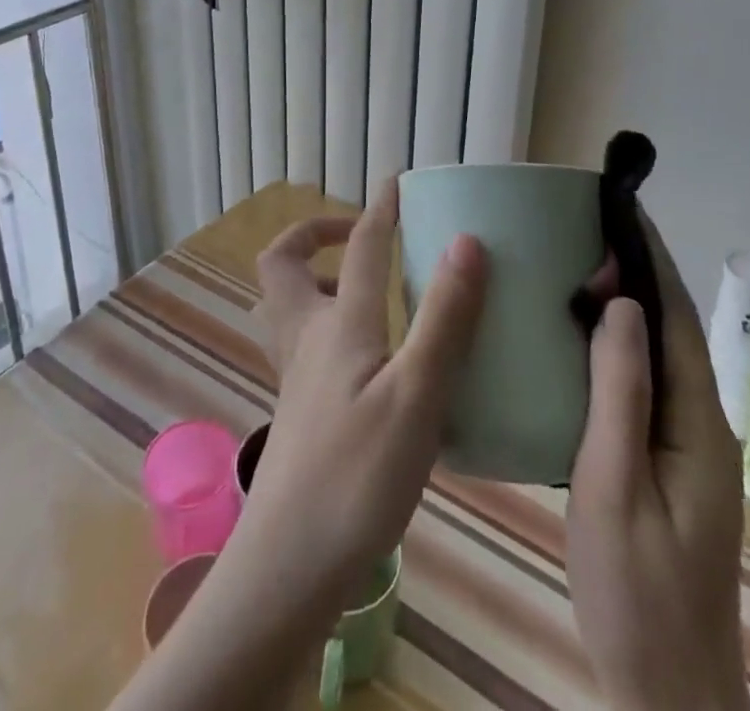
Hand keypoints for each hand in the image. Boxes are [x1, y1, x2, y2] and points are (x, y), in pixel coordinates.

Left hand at [239, 178, 489, 614]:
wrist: (289, 568)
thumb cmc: (356, 476)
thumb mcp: (417, 395)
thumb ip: (444, 319)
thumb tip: (466, 241)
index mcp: (339, 324)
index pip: (361, 246)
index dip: (380, 208)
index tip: (397, 182)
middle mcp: (308, 338)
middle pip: (283, 263)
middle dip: (314, 234)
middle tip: (359, 237)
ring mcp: (296, 377)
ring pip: (286, 304)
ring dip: (316, 277)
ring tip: (364, 287)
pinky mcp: (299, 411)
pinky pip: (302, 342)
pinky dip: (327, 324)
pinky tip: (369, 358)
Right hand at [567, 220, 749, 710]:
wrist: (667, 696)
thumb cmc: (636, 594)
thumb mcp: (614, 487)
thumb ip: (619, 393)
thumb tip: (619, 302)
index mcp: (696, 422)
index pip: (675, 317)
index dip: (650, 258)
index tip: (621, 207)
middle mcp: (700, 423)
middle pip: (670, 327)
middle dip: (637, 269)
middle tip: (587, 225)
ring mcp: (685, 446)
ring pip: (656, 353)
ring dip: (626, 302)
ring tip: (579, 262)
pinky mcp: (664, 462)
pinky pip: (641, 381)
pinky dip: (615, 343)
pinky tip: (580, 338)